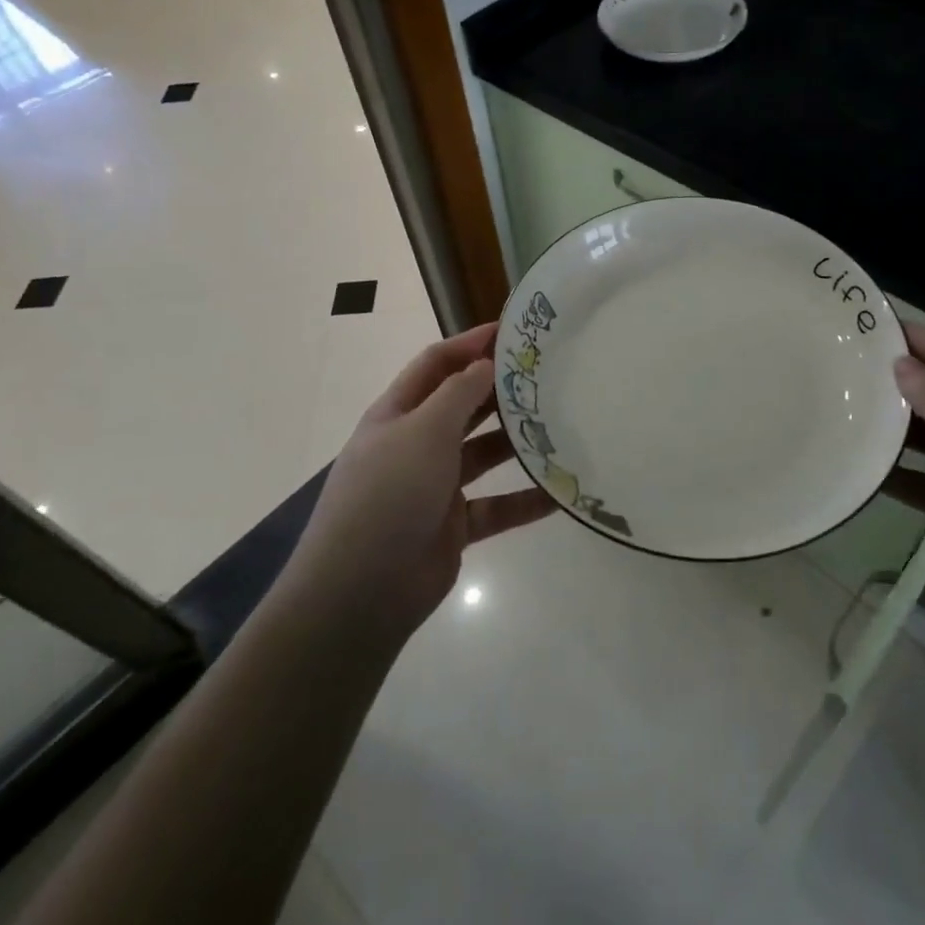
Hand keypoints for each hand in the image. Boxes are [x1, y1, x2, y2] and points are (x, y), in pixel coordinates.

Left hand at [284, 324, 556, 643]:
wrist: (361, 592)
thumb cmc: (389, 494)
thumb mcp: (423, 431)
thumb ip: (458, 394)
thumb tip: (485, 363)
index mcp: (398, 414)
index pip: (436, 364)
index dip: (470, 343)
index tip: (512, 332)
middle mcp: (415, 444)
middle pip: (463, 406)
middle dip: (499, 390)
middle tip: (549, 376)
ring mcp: (434, 487)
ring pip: (483, 455)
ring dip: (517, 443)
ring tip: (562, 427)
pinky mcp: (453, 526)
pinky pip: (496, 507)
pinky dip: (524, 500)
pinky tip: (560, 493)